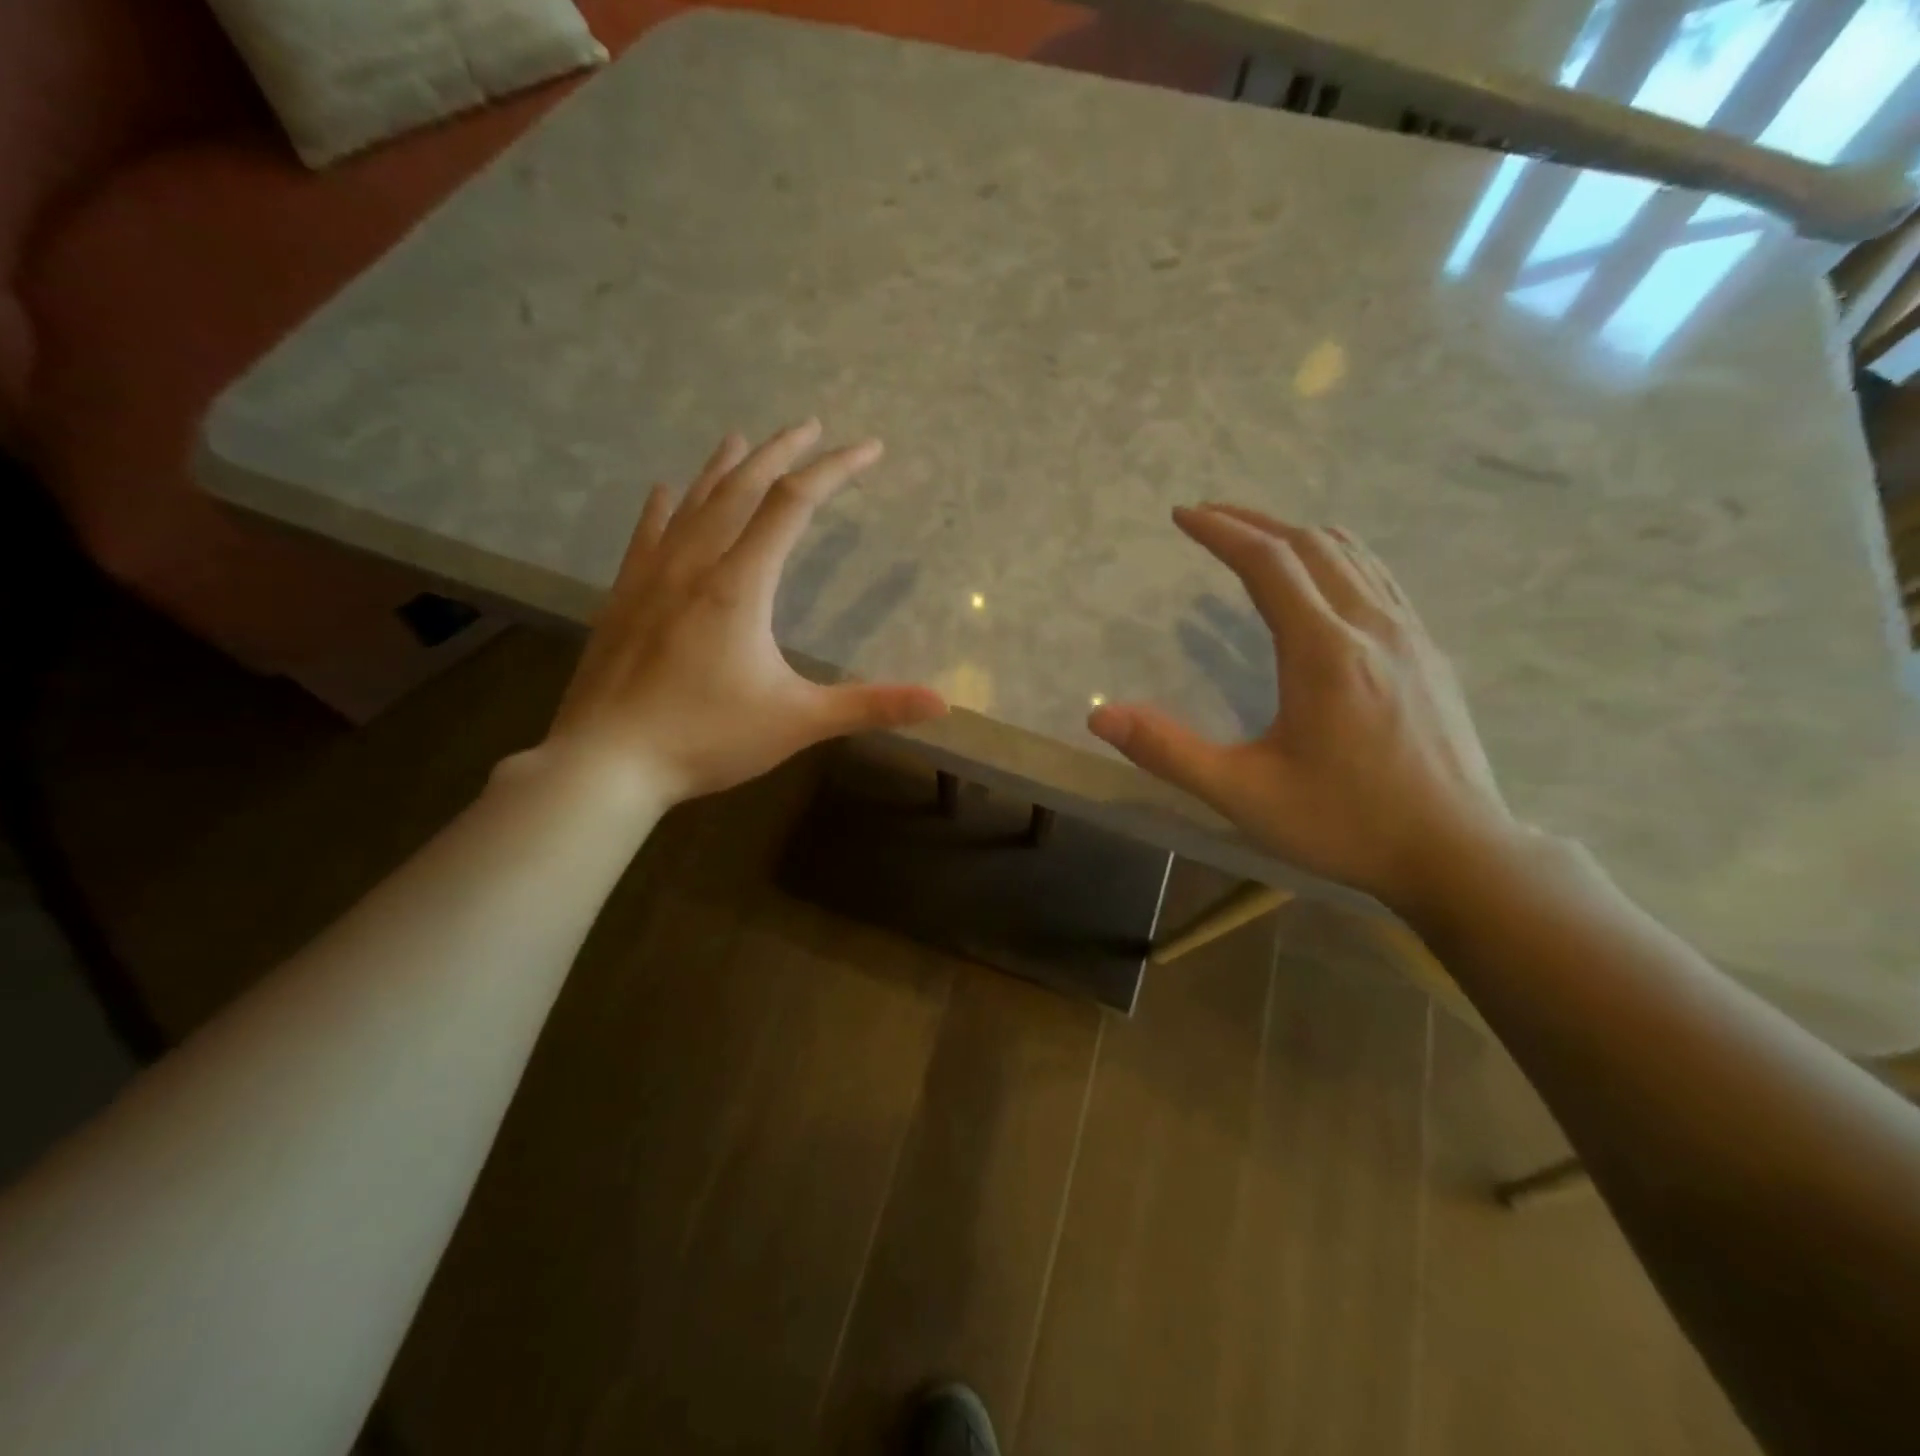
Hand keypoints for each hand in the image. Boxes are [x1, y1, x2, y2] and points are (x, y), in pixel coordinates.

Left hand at [541, 421, 946, 804]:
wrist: (607, 762)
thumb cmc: (708, 738)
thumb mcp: (799, 722)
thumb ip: (871, 706)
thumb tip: (942, 705)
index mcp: (741, 584)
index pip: (795, 504)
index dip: (835, 470)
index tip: (869, 448)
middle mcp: (696, 564)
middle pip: (742, 488)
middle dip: (782, 452)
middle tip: (811, 425)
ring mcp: (652, 578)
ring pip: (692, 503)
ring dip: (723, 467)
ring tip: (742, 437)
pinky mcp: (623, 599)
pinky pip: (646, 535)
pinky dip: (663, 508)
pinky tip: (663, 490)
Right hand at [1088, 505, 1520, 914]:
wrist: (1457, 853)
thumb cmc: (1345, 823)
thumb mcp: (1243, 794)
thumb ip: (1168, 751)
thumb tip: (1099, 715)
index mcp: (1324, 651)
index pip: (1268, 562)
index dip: (1221, 531)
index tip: (1182, 515)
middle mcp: (1370, 626)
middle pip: (1310, 544)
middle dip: (1253, 522)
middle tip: (1208, 517)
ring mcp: (1409, 635)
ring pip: (1351, 554)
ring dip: (1297, 534)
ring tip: (1256, 538)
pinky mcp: (1428, 652)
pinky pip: (1378, 578)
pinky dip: (1337, 557)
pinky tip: (1321, 580)